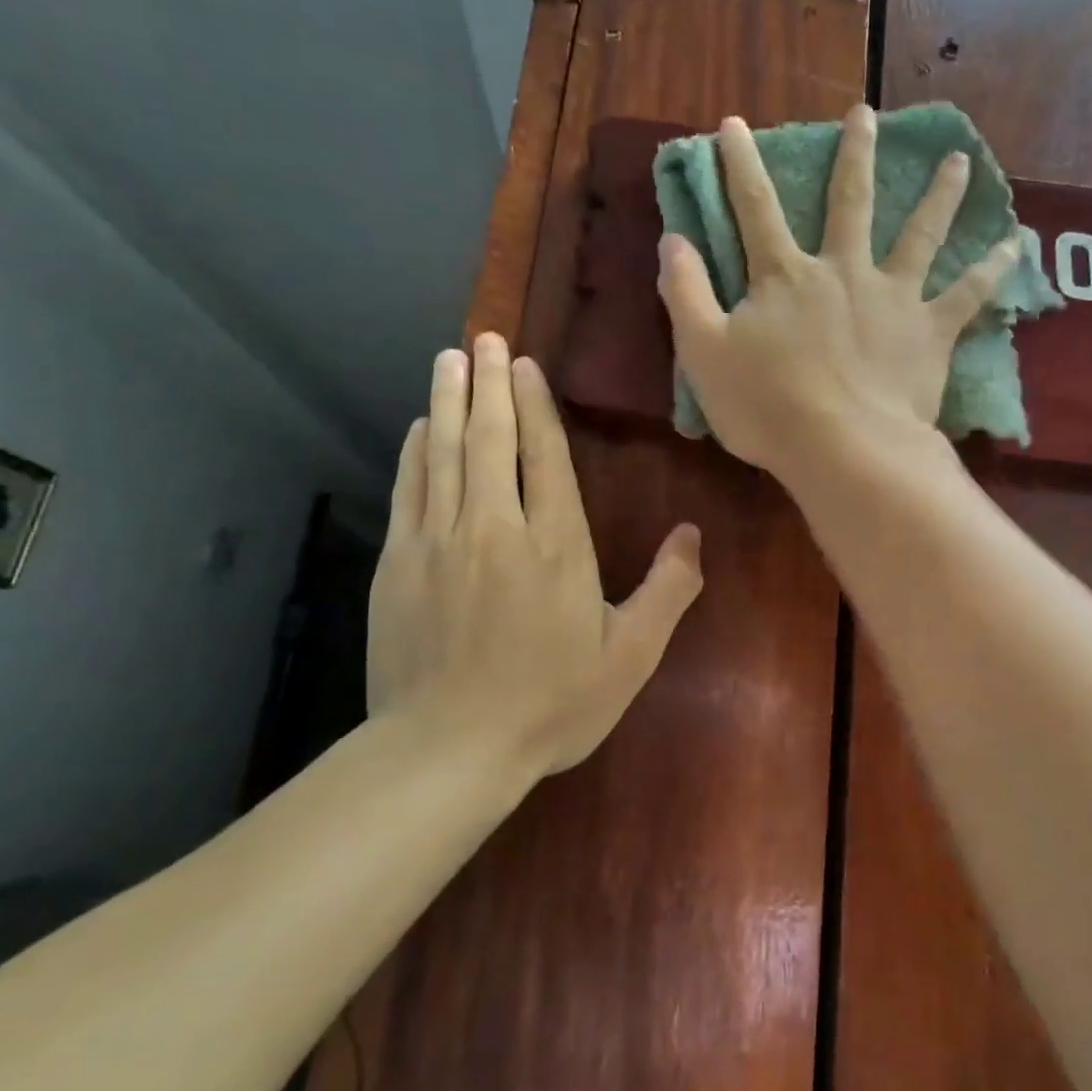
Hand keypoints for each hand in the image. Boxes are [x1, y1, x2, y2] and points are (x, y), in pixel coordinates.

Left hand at [367, 334, 703, 778]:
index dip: (535, 405)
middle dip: (489, 384)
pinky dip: (415, 452)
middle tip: (484, 340)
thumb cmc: (550, 704)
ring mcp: (440, 541)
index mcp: (557, 544)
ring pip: (446, 453)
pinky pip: (409, 490)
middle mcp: (497, 527)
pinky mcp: (398, 564)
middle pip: (491, 439)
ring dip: (449, 402)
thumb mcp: (630, 656)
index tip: (524, 365)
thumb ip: (667, 591)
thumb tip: (693, 534)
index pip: (545, 455)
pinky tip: (420, 427)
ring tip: (450, 360)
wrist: (448, 750)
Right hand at [656, 105, 1017, 485]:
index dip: (740, 165)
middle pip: (849, 202)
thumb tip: (672, 239)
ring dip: (938, 195)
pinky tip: (1018, 242)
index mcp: (785, 278)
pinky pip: (969, 294)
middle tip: (866, 114)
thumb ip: (686, 294)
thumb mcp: (703, 354)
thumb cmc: (767, 407)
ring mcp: (892, 298)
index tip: (735, 123)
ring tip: (959, 161)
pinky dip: (994, 267)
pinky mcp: (929, 332)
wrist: (842, 449)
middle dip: (853, 155)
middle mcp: (842, 272)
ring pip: (920, 234)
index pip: (754, 209)